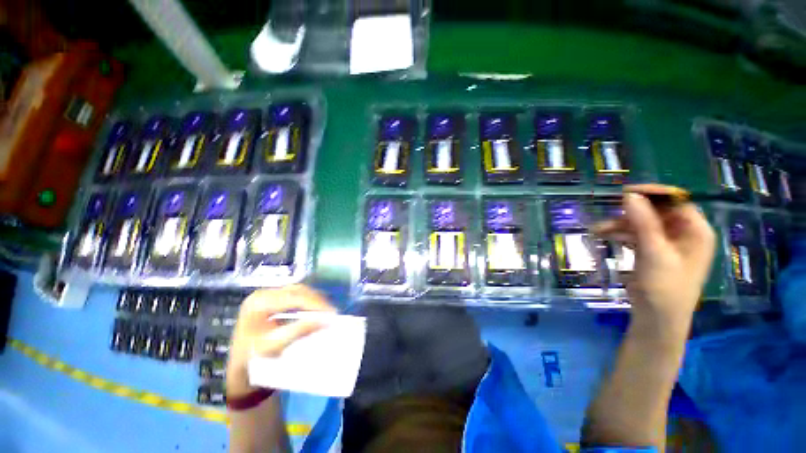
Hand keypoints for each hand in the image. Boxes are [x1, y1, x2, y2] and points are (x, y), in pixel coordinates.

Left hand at [226, 285, 335, 396]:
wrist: (237, 369)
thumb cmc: (250, 359)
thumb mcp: (274, 346)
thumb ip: (299, 330)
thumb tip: (325, 320)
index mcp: (258, 303)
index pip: (293, 297)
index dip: (314, 303)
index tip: (331, 313)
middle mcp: (263, 294)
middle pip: (297, 291)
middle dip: (316, 300)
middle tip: (331, 312)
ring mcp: (268, 296)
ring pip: (298, 291)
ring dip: (314, 300)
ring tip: (326, 311)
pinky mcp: (273, 300)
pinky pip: (295, 296)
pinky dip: (308, 302)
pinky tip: (316, 310)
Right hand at [593, 184, 715, 339]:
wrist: (656, 318)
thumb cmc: (664, 287)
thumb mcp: (654, 252)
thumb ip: (643, 222)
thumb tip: (629, 195)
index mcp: (696, 231)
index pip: (677, 201)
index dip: (653, 194)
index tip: (626, 192)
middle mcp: (684, 233)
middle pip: (657, 211)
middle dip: (632, 212)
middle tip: (609, 211)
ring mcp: (667, 243)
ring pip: (643, 223)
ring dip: (621, 224)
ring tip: (598, 229)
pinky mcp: (652, 252)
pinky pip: (636, 235)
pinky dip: (620, 234)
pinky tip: (603, 235)